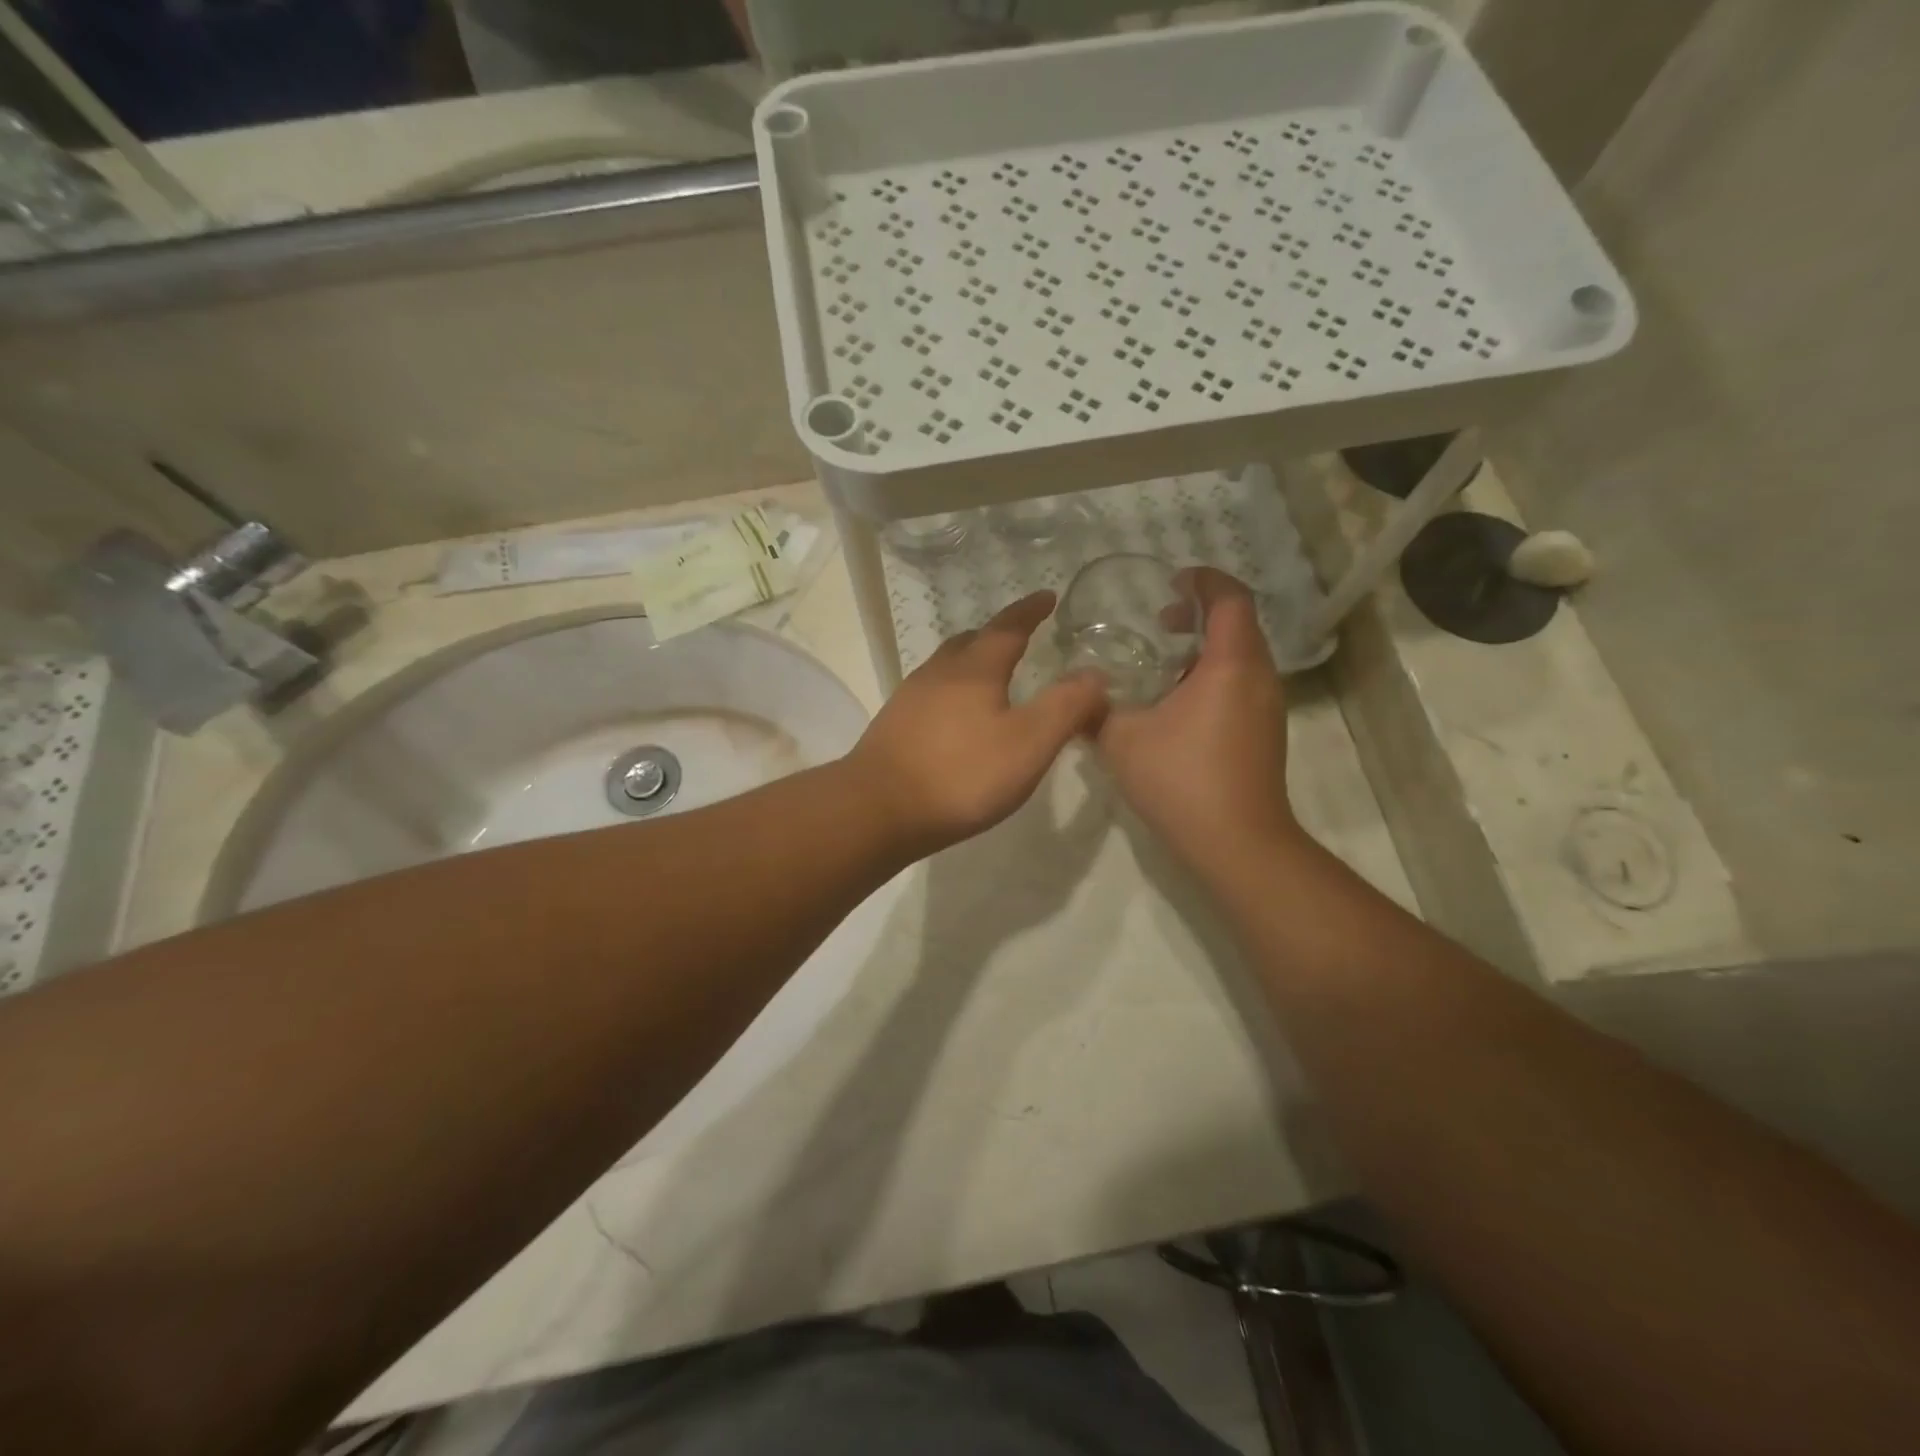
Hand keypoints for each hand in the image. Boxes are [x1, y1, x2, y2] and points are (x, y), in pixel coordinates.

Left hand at [850, 592, 1108, 855]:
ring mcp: (910, 698)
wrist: (878, 809)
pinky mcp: (894, 726)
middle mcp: (939, 673)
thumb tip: (1096, 674)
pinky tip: (957, 719)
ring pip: (946, 667)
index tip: (1047, 596)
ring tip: (991, 676)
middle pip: (970, 642)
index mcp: (975, 669)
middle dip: (997, 635)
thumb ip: (1066, 707)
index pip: (1008, 627)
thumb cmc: (961, 774)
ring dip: (972, 662)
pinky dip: (953, 692)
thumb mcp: (1028, 743)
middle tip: (1019, 637)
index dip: (1030, 611)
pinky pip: (931, 694)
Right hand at [1096, 569, 1300, 875]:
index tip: (1172, 581)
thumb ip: (1094, 711)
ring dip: (1207, 648)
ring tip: (1164, 663)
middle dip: (1201, 613)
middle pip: (1239, 624)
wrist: (1238, 843)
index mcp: (1230, 665)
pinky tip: (1177, 706)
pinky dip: (1214, 676)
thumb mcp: (1121, 741)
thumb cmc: (1181, 780)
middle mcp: (1259, 678)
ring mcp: (1268, 708)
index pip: (1229, 598)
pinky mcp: (1265, 734)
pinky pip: (1243, 684)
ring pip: (1242, 657)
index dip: (1203, 580)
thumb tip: (1073, 697)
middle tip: (1161, 621)